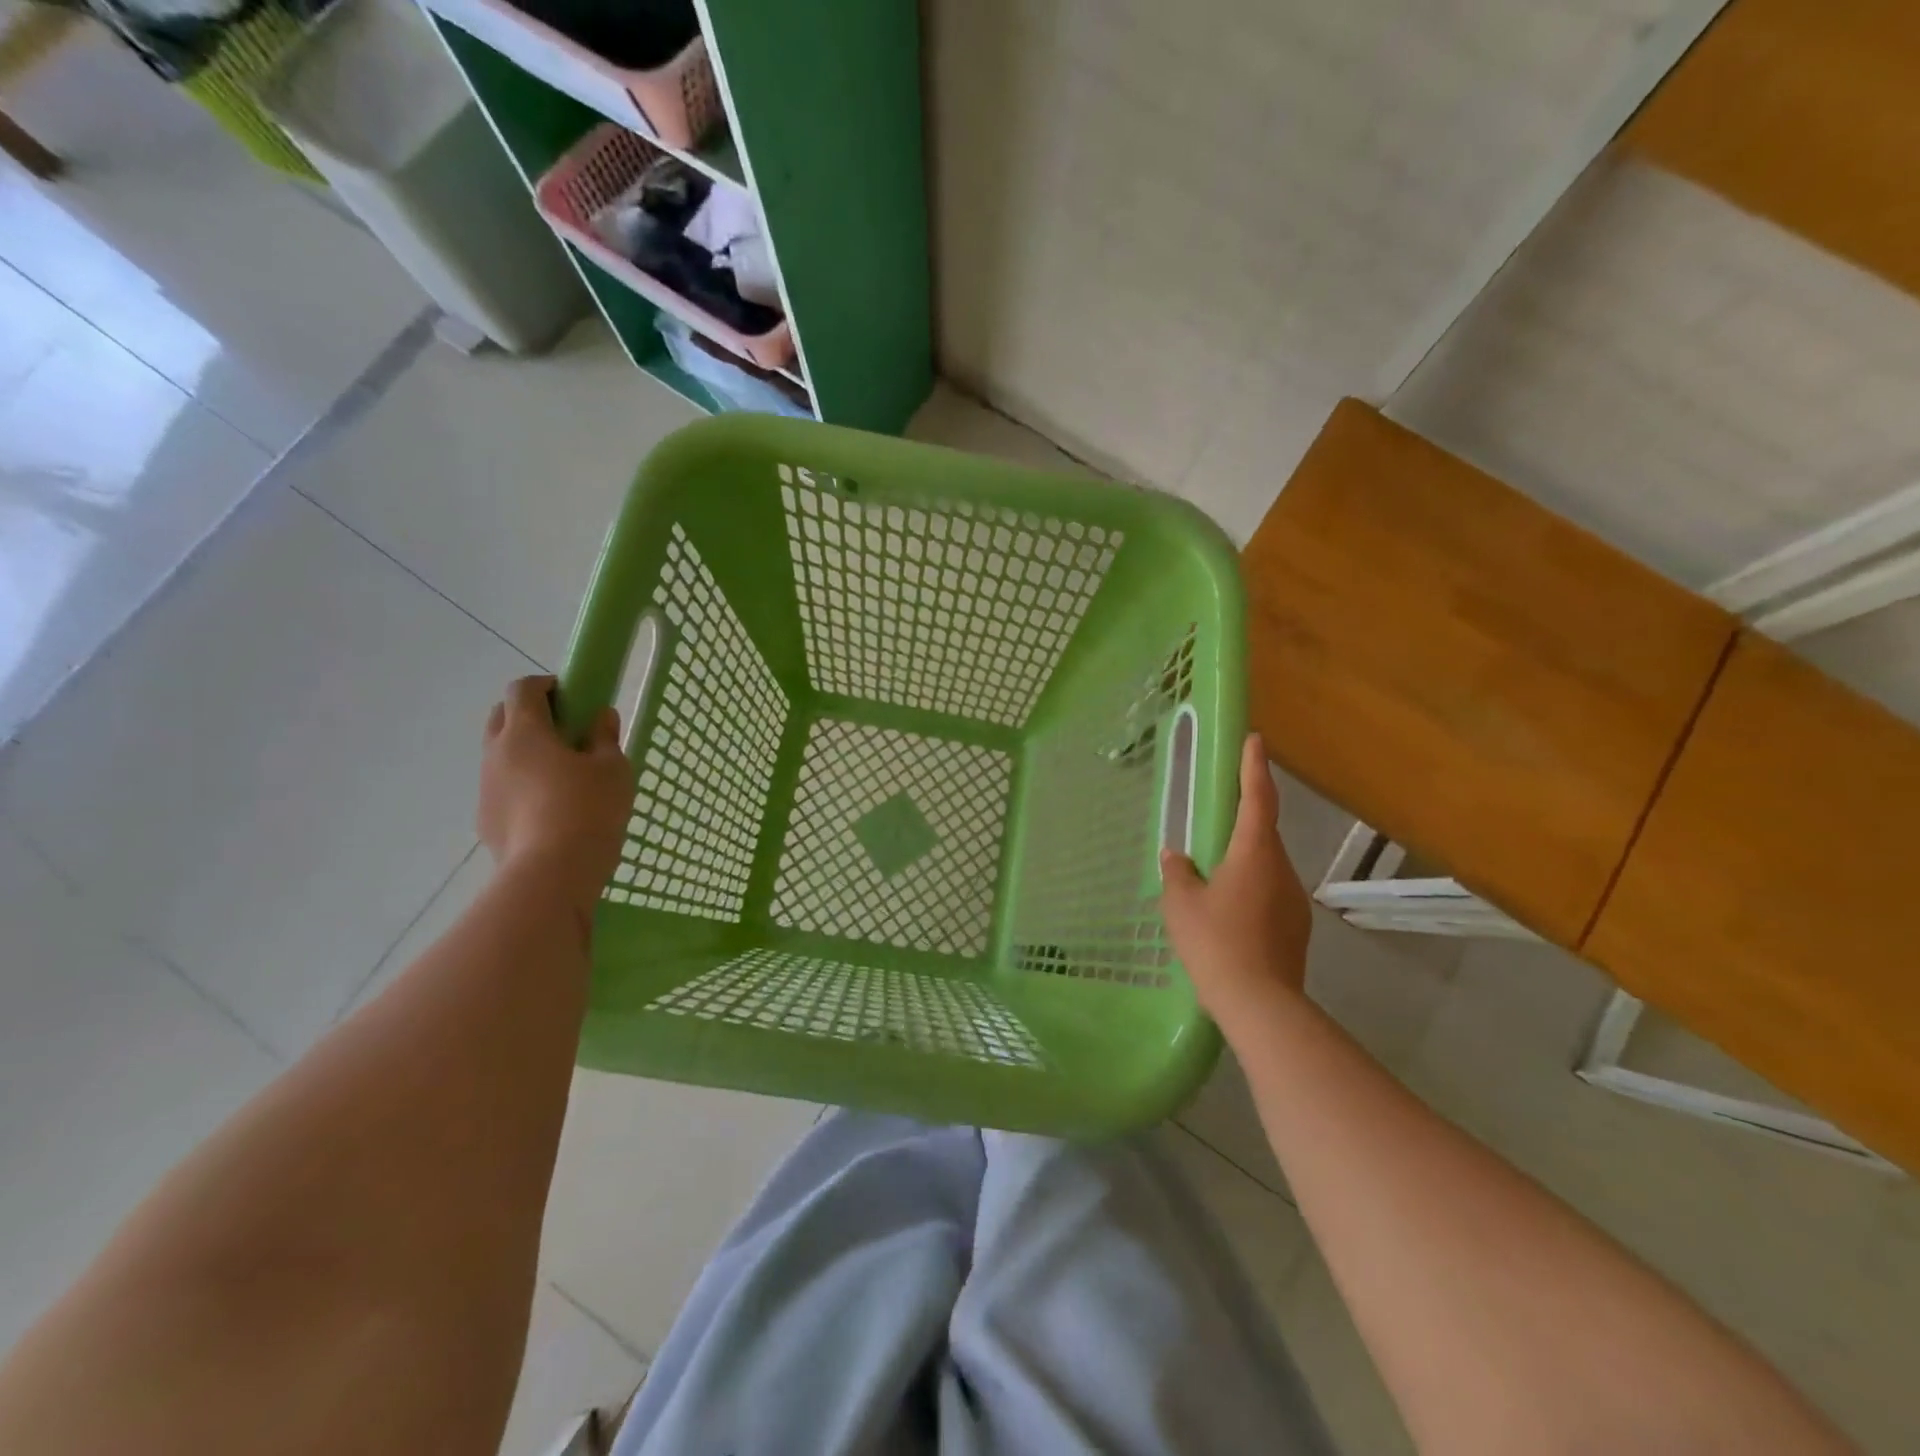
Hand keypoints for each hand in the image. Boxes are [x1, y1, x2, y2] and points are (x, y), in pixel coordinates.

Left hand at [478, 676, 631, 913]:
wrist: (552, 874)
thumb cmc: (589, 809)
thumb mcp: (613, 769)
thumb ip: (605, 738)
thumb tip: (600, 717)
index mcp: (525, 732)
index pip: (523, 689)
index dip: (547, 685)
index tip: (574, 697)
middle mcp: (496, 754)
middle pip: (502, 716)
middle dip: (529, 714)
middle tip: (566, 731)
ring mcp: (486, 789)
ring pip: (500, 756)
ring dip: (525, 753)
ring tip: (562, 776)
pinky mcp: (486, 821)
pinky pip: (502, 790)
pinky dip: (521, 787)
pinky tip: (550, 810)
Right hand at [1160, 732, 1312, 1028]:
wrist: (1261, 1004)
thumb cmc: (1216, 942)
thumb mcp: (1182, 904)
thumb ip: (1178, 874)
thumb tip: (1175, 856)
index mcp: (1255, 853)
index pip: (1258, 798)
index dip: (1255, 767)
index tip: (1255, 739)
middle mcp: (1282, 870)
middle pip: (1262, 835)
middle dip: (1241, 825)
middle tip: (1213, 826)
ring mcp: (1294, 901)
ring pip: (1265, 869)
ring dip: (1242, 865)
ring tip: (1212, 883)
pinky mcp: (1296, 929)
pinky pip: (1269, 897)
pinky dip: (1249, 894)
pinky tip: (1226, 917)